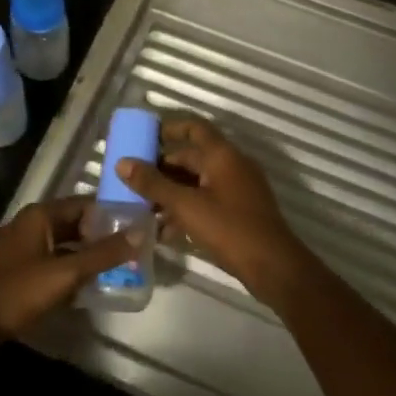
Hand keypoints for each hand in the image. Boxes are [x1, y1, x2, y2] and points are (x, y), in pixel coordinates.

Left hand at [0, 197, 136, 342]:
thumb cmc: (17, 291)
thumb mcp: (64, 272)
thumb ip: (102, 254)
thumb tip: (139, 233)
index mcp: (41, 215)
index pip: (86, 204)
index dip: (112, 213)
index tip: (140, 226)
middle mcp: (32, 225)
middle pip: (76, 224)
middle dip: (103, 237)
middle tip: (135, 250)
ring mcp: (24, 248)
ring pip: (66, 245)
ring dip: (89, 256)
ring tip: (121, 268)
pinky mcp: (20, 271)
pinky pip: (54, 263)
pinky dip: (72, 270)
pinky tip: (91, 286)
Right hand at [115, 118, 306, 298]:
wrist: (273, 267)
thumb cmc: (230, 228)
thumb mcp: (186, 206)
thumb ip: (153, 184)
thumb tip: (122, 163)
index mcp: (223, 155)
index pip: (194, 128)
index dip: (169, 128)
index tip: (143, 137)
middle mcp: (232, 166)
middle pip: (192, 158)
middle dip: (162, 169)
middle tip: (133, 182)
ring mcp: (238, 190)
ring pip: (197, 183)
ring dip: (171, 192)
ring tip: (143, 209)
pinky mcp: (238, 213)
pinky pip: (206, 202)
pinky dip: (186, 210)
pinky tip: (164, 231)